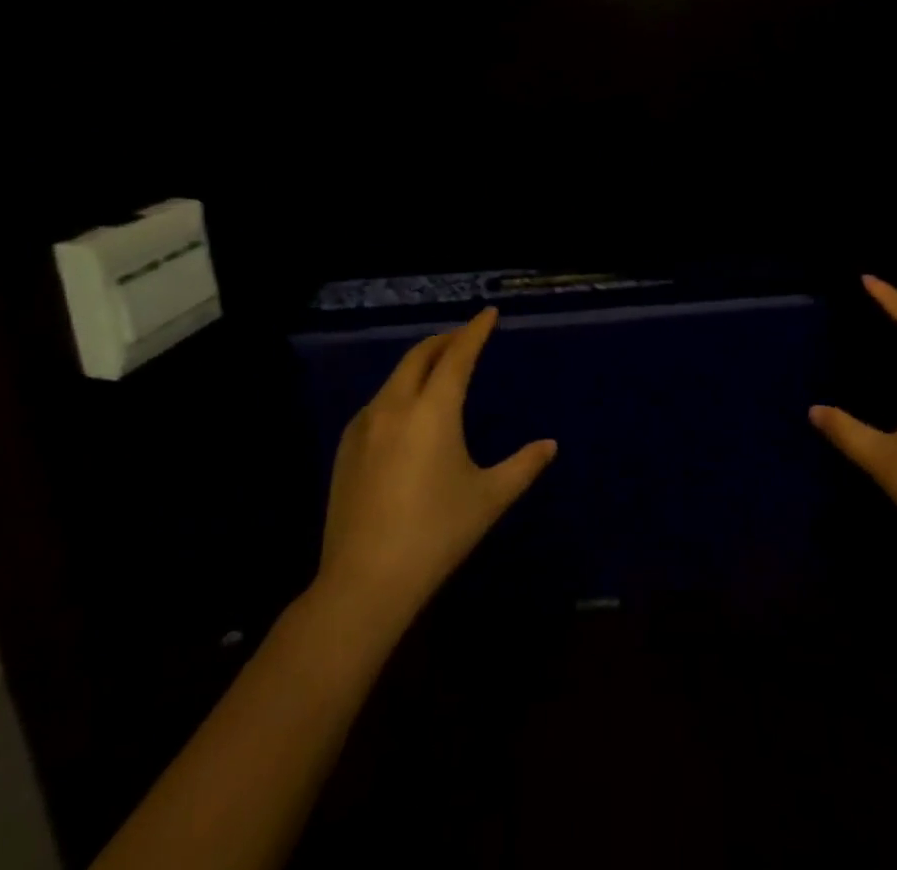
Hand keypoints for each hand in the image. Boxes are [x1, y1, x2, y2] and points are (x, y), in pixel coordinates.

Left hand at [310, 308, 555, 639]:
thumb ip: (523, 466)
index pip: (458, 355)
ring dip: (420, 364)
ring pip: (396, 377)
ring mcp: (364, 426)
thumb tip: (550, 445)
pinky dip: (399, 391)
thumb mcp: (489, 498)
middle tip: (465, 337)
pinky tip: (407, 413)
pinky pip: (378, 402)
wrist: (364, 582)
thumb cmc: (437, 533)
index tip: (488, 314)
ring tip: (439, 371)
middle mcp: (396, 406)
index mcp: (434, 410)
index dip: (475, 331)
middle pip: (420, 356)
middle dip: (445, 340)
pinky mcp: (346, 449)